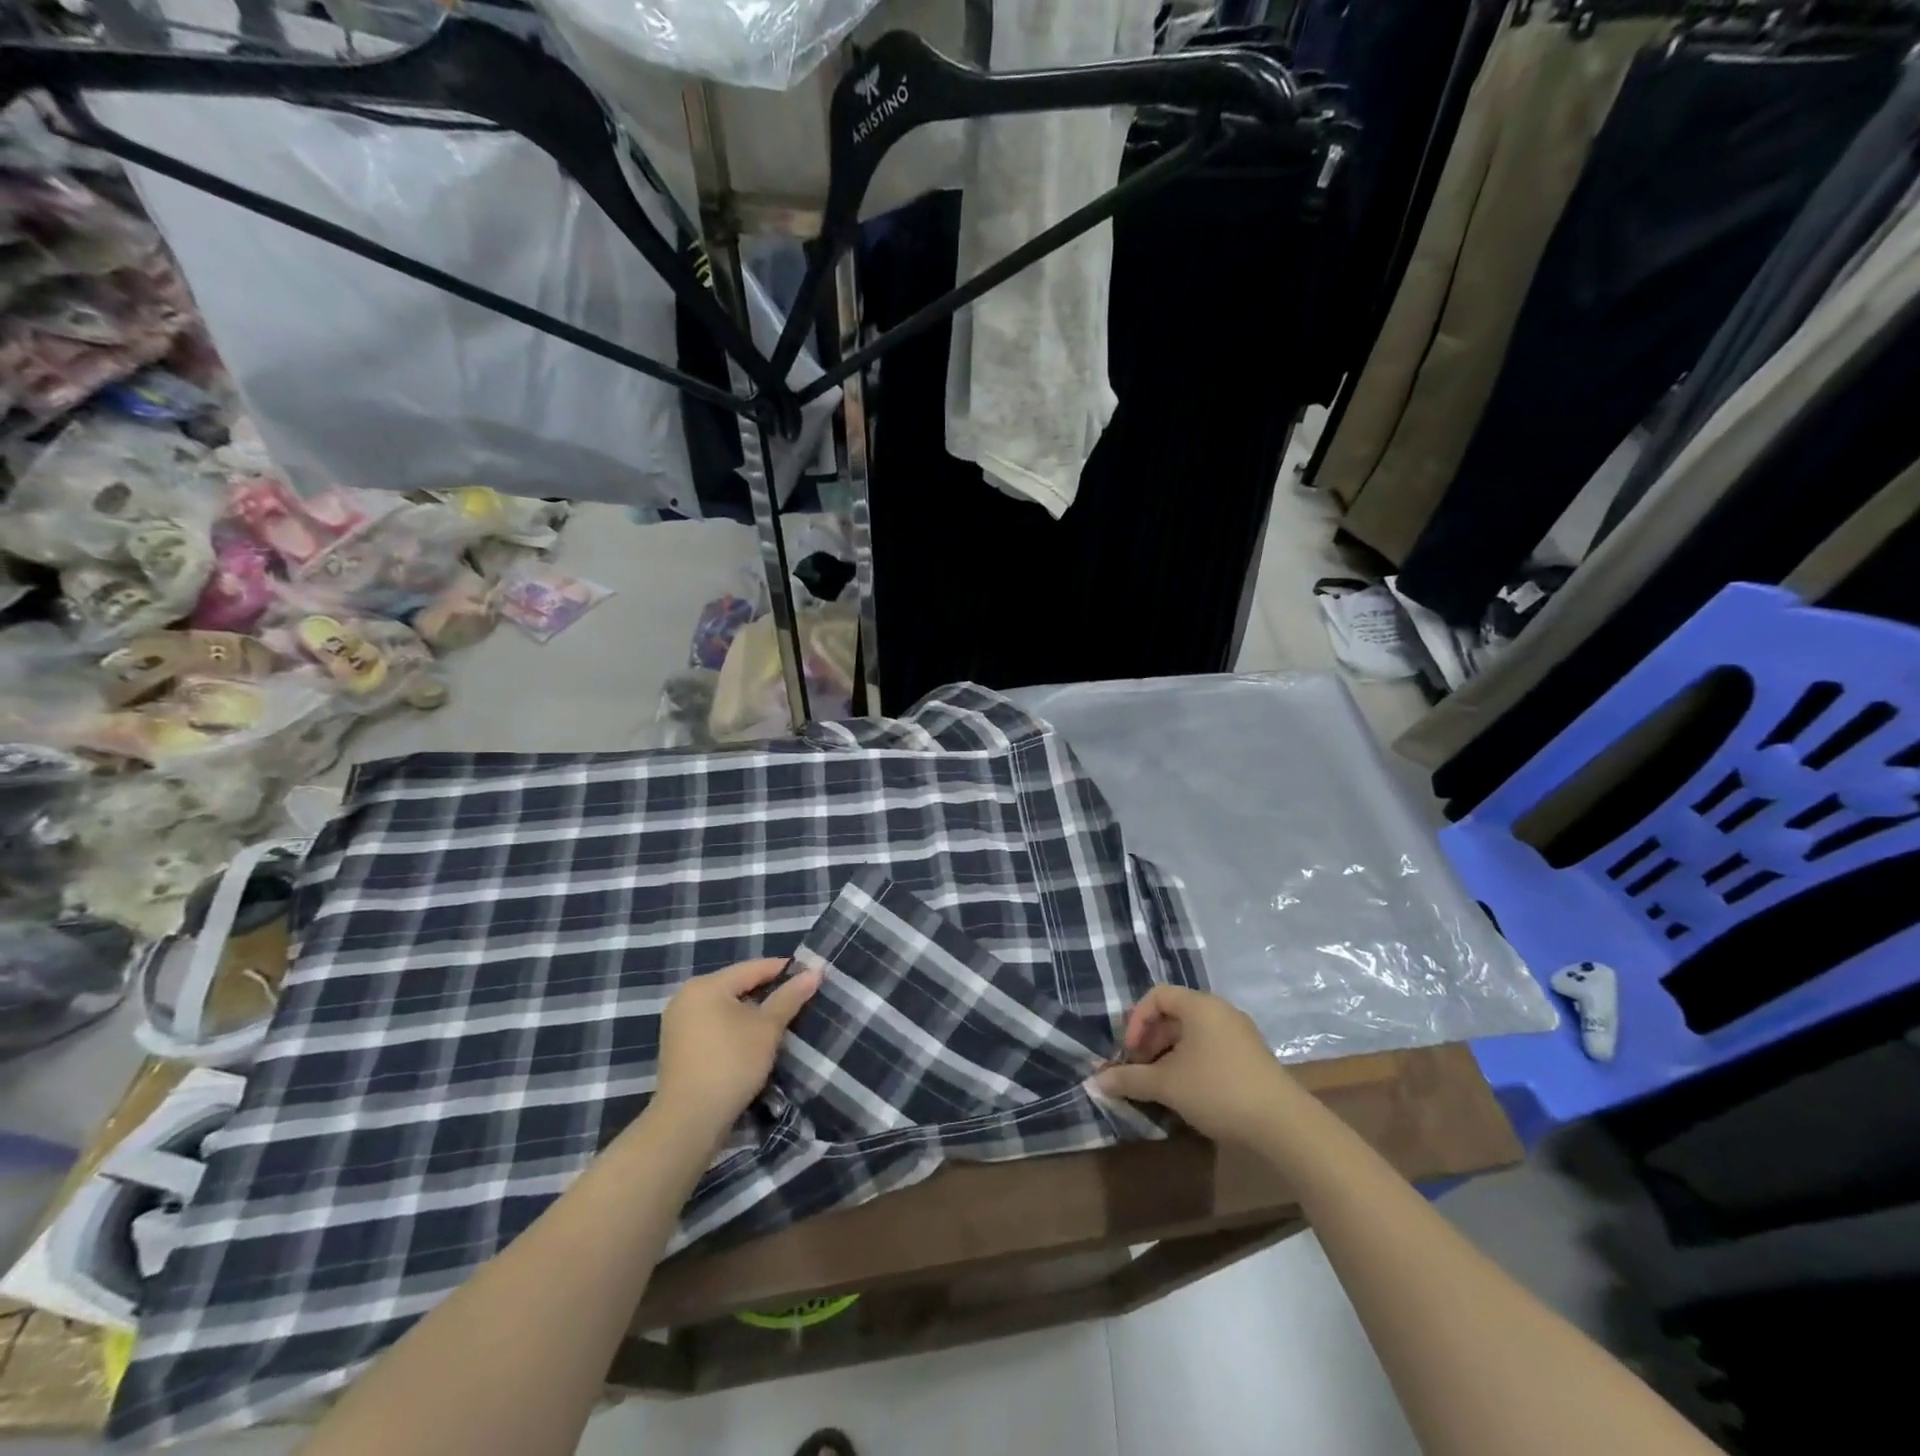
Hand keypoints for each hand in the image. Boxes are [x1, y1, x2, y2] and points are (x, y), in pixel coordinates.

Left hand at [653, 958, 820, 1141]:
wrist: (689, 1121)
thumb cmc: (731, 1063)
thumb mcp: (767, 1028)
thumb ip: (790, 997)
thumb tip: (815, 972)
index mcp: (706, 985)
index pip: (753, 968)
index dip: (784, 970)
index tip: (811, 975)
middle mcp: (687, 997)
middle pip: (737, 986)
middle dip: (768, 992)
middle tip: (798, 999)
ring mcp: (678, 1024)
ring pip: (725, 1007)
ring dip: (752, 1013)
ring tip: (780, 1022)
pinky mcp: (678, 1048)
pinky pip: (713, 1025)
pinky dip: (734, 1028)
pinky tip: (752, 1041)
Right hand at [1095, 985, 1295, 1146]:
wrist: (1283, 1124)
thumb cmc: (1217, 1090)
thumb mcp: (1167, 1084)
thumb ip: (1129, 1078)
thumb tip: (1094, 1081)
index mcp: (1200, 1005)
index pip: (1157, 995)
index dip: (1137, 1021)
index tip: (1130, 1053)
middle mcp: (1220, 1010)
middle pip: (1174, 1014)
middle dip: (1150, 1041)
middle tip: (1140, 1070)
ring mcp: (1240, 1033)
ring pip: (1192, 1034)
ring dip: (1169, 1054)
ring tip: (1161, 1085)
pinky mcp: (1251, 1057)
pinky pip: (1211, 1048)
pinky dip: (1191, 1062)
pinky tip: (1188, 1092)